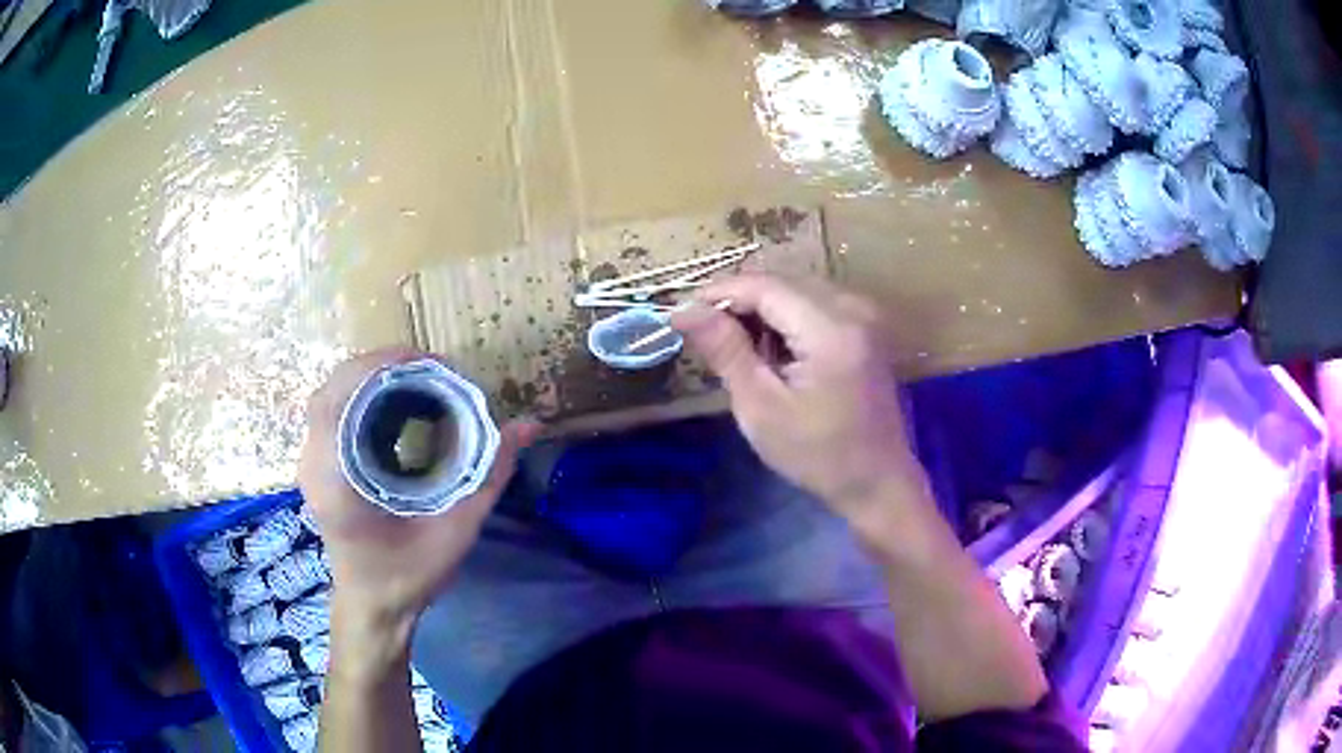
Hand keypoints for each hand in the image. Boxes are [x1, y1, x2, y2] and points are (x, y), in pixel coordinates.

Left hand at [299, 349, 539, 627]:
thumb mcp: (453, 531)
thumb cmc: (406, 577)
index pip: (339, 400)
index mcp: (334, 479)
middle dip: (379, 365)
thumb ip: (488, 476)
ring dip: (369, 377)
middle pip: (332, 387)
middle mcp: (313, 462)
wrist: (373, 607)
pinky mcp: (319, 463)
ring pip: (331, 395)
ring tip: (416, 378)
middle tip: (430, 368)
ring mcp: (311, 462)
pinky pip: (333, 411)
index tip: (428, 362)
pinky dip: (362, 394)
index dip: (378, 367)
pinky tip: (395, 402)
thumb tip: (528, 426)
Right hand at [672, 274, 926, 526]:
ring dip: (761, 311)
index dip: (718, 292)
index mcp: (830, 329)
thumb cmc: (817, 454)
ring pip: (796, 289)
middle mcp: (853, 308)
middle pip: (781, 282)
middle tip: (706, 337)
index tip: (682, 314)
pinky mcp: (865, 326)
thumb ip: (726, 350)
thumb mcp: (761, 407)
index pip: (764, 286)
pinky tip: (773, 353)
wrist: (878, 481)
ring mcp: (864, 314)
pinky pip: (814, 303)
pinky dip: (786, 319)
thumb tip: (684, 309)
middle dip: (738, 302)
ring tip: (738, 350)